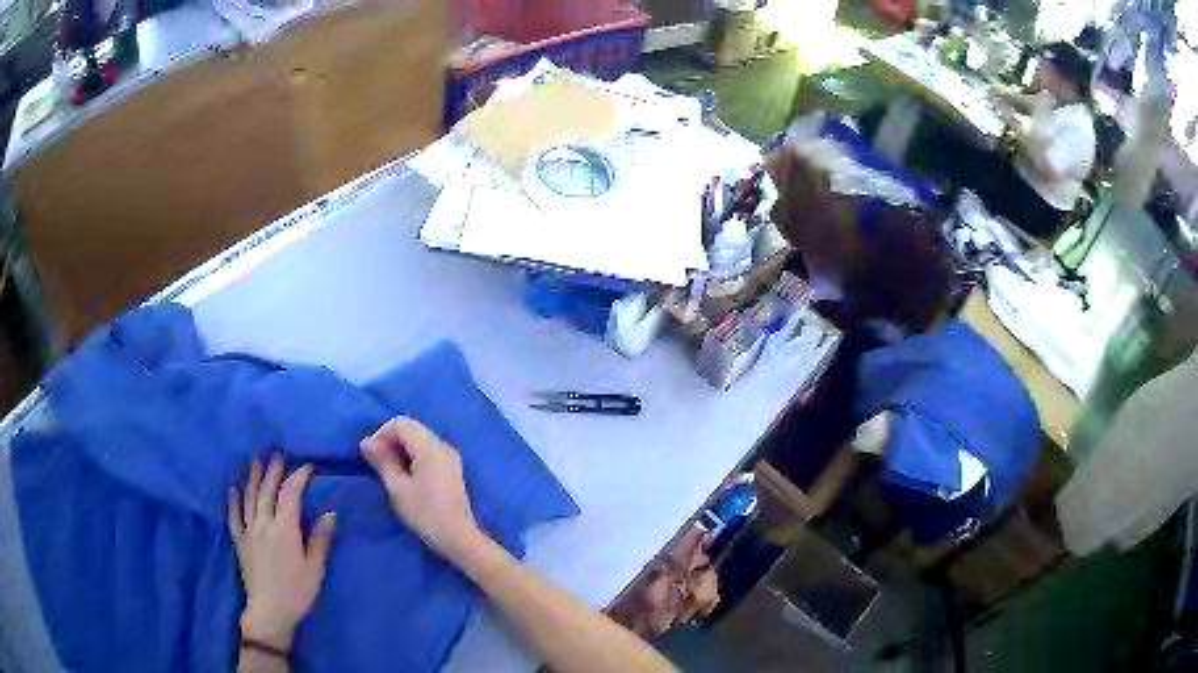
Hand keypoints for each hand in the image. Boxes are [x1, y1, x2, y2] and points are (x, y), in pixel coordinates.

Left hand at [228, 455, 335, 649]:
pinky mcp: (240, 541)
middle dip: (274, 470)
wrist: (270, 611)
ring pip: (250, 497)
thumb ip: (320, 540)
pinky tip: (233, 487)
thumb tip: (330, 513)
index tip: (307, 466)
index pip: (290, 495)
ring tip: (256, 460)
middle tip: (277, 453)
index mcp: (284, 529)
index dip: (298, 477)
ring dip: (253, 477)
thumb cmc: (297, 592)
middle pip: (268, 491)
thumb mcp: (315, 569)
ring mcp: (249, 531)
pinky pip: (234, 516)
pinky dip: (234, 500)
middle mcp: (264, 524)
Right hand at [361, 417, 481, 559]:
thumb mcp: (397, 488)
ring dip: (401, 449)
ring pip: (420, 439)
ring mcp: (450, 457)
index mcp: (430, 447)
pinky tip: (405, 476)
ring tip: (388, 470)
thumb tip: (366, 443)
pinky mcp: (452, 469)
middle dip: (390, 440)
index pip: (401, 423)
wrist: (458, 538)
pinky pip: (428, 451)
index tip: (369, 455)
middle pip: (412, 428)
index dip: (381, 434)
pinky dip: (413, 456)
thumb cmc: (425, 514)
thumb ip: (382, 462)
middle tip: (376, 463)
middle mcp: (443, 445)